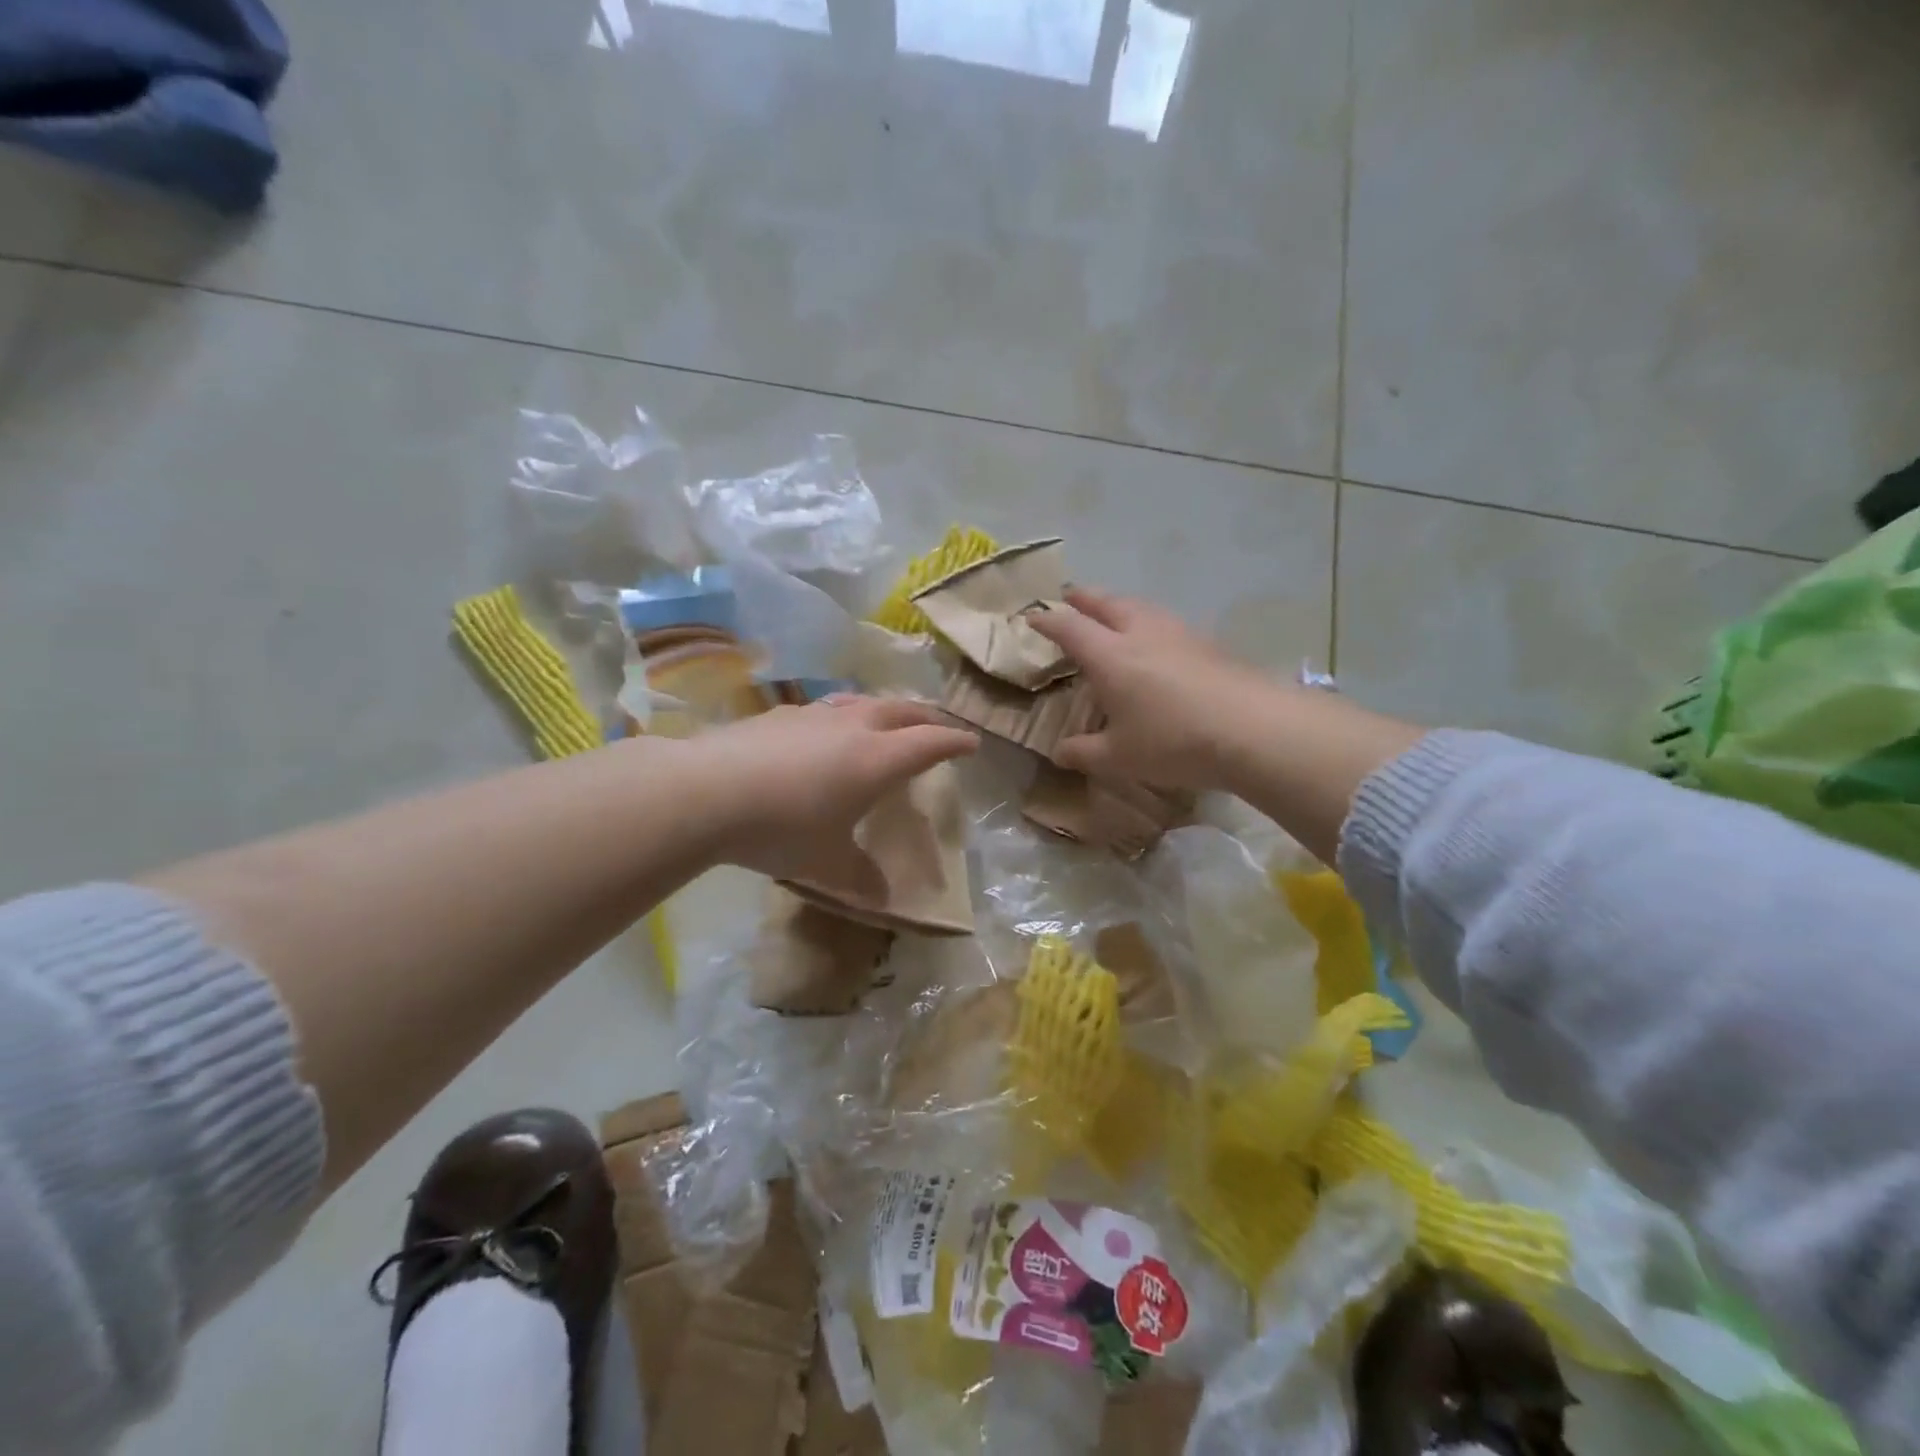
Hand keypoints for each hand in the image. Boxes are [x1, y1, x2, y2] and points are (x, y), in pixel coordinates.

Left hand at [685, 696, 977, 892]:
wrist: (707, 792)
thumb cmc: (782, 828)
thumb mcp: (826, 862)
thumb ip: (859, 876)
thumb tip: (882, 898)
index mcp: (878, 759)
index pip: (931, 742)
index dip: (955, 741)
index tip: (972, 742)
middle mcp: (853, 727)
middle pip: (902, 710)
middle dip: (926, 716)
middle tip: (938, 724)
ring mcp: (814, 716)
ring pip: (862, 703)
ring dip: (883, 710)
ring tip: (884, 720)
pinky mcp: (779, 715)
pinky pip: (825, 710)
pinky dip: (841, 717)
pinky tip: (822, 733)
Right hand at [1026, 587, 1281, 790]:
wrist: (1253, 729)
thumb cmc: (1173, 742)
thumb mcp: (1119, 757)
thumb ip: (1084, 752)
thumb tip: (1060, 752)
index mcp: (1110, 656)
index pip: (1069, 628)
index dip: (1048, 621)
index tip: (1033, 618)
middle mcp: (1140, 633)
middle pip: (1106, 604)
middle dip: (1084, 598)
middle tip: (1070, 596)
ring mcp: (1178, 633)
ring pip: (1140, 607)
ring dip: (1119, 604)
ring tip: (1112, 611)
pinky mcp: (1207, 643)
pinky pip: (1166, 622)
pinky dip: (1148, 622)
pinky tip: (1157, 639)